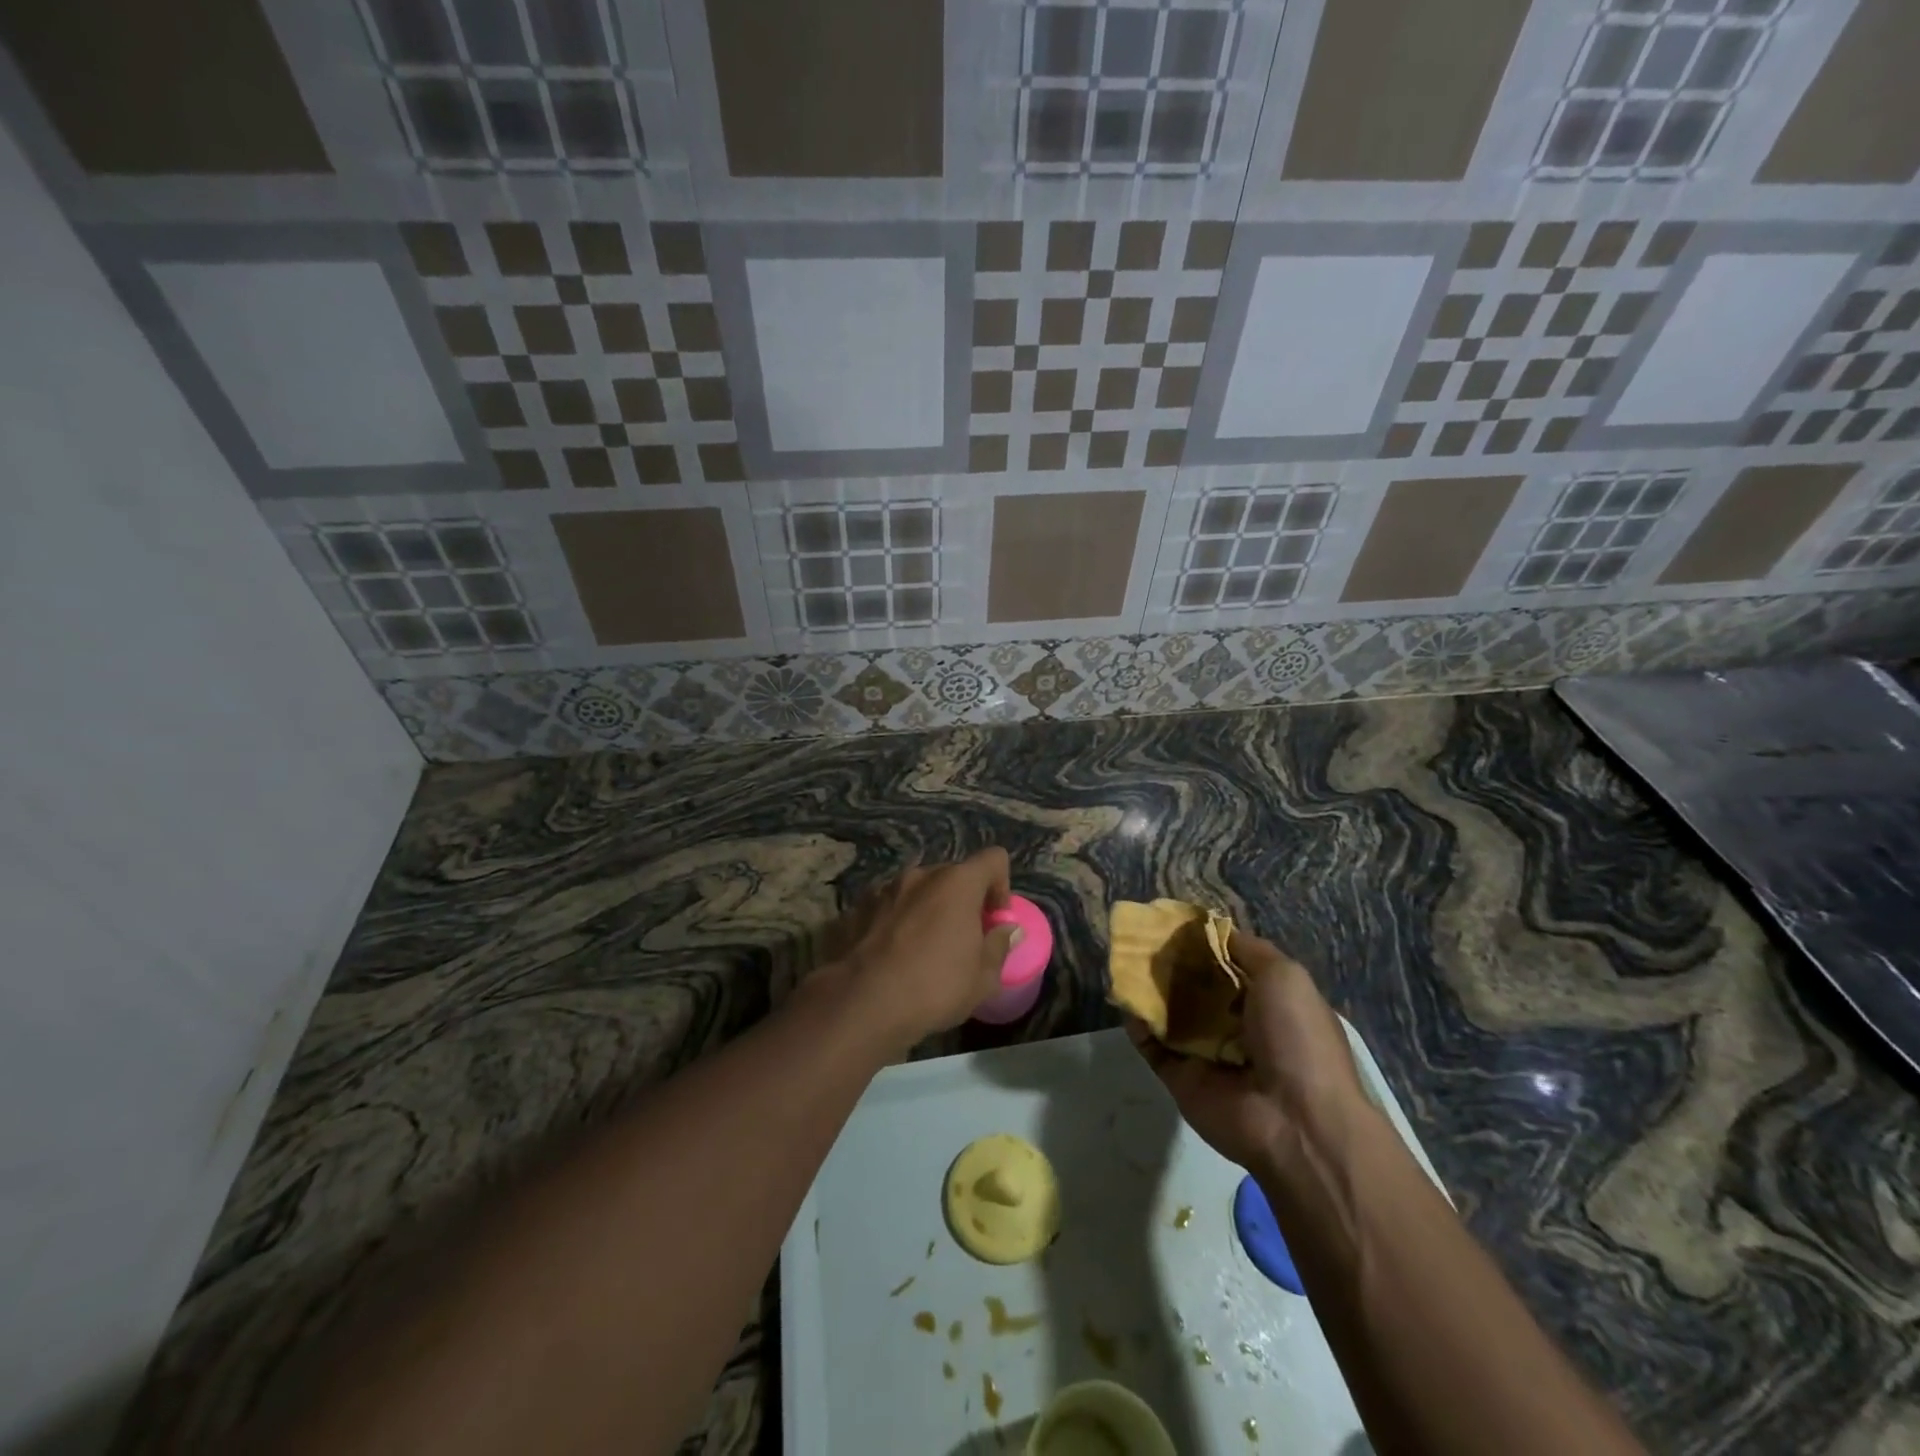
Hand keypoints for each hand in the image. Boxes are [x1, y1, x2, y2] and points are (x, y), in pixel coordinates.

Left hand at [832, 850, 1021, 1051]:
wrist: (861, 1003)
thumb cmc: (934, 988)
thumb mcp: (983, 979)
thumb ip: (999, 946)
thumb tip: (1006, 929)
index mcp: (957, 883)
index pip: (993, 859)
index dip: (1001, 884)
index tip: (994, 918)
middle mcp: (920, 875)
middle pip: (952, 874)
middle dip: (962, 900)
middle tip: (962, 938)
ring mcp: (883, 888)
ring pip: (916, 890)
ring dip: (926, 909)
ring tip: (921, 948)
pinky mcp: (855, 907)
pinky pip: (887, 907)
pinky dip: (894, 921)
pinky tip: (889, 955)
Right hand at [1127, 931, 1364, 1173]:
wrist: (1295, 1122)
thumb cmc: (1296, 1038)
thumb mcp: (1285, 976)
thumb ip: (1246, 948)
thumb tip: (1211, 927)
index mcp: (1268, 1002)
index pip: (1227, 965)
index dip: (1202, 943)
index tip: (1173, 922)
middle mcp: (1237, 1025)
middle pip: (1195, 987)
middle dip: (1171, 964)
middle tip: (1142, 938)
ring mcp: (1207, 1053)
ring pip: (1170, 1013)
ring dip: (1149, 989)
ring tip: (1125, 961)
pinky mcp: (1181, 1077)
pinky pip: (1153, 1045)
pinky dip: (1137, 1023)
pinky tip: (1126, 1000)